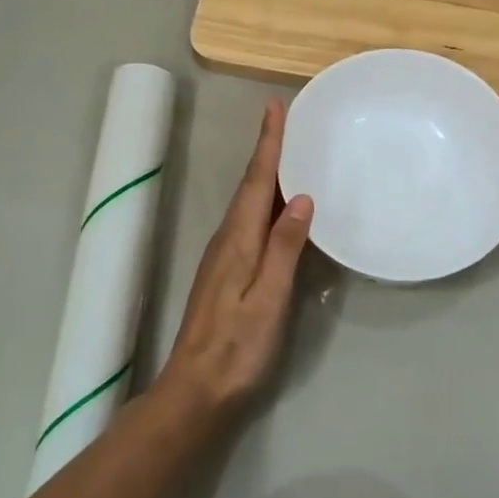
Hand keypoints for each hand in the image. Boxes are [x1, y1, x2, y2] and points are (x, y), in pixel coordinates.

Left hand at [152, 99, 312, 421]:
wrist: (196, 390)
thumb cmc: (237, 346)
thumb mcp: (268, 297)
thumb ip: (284, 247)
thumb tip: (302, 198)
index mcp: (238, 239)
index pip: (257, 180)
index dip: (267, 143)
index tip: (274, 107)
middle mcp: (228, 239)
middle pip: (251, 186)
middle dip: (267, 151)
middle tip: (287, 122)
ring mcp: (225, 257)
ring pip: (249, 204)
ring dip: (267, 175)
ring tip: (289, 154)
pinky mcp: (228, 273)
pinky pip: (251, 223)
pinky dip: (266, 204)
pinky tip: (281, 210)